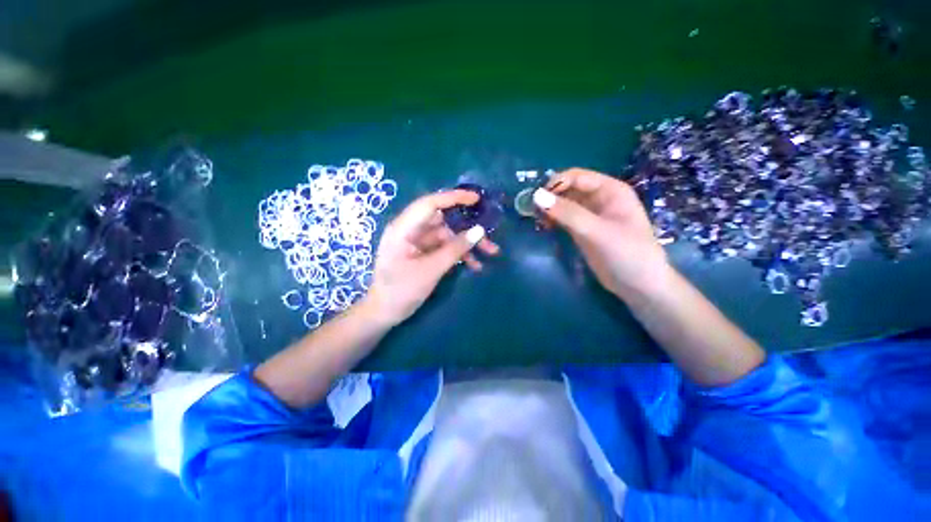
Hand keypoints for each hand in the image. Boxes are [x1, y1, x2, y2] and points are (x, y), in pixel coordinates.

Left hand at [364, 189, 499, 325]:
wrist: (384, 313)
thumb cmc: (401, 291)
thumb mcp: (431, 270)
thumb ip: (455, 249)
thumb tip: (479, 230)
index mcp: (403, 228)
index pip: (430, 204)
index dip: (453, 198)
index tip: (477, 199)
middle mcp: (410, 230)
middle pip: (443, 221)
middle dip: (468, 228)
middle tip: (490, 236)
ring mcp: (417, 242)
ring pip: (448, 235)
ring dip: (467, 244)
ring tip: (490, 253)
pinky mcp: (423, 253)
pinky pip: (445, 247)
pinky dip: (459, 253)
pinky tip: (475, 264)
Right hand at [534, 168, 669, 299]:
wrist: (639, 286)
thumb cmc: (626, 254)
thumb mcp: (597, 231)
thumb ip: (567, 213)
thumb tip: (536, 195)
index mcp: (610, 190)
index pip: (576, 177)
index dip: (555, 184)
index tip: (535, 199)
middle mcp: (599, 199)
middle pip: (568, 189)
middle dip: (549, 197)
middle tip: (530, 211)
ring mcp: (591, 216)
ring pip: (564, 204)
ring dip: (549, 209)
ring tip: (535, 220)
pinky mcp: (583, 231)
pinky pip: (564, 219)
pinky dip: (553, 220)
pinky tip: (543, 227)